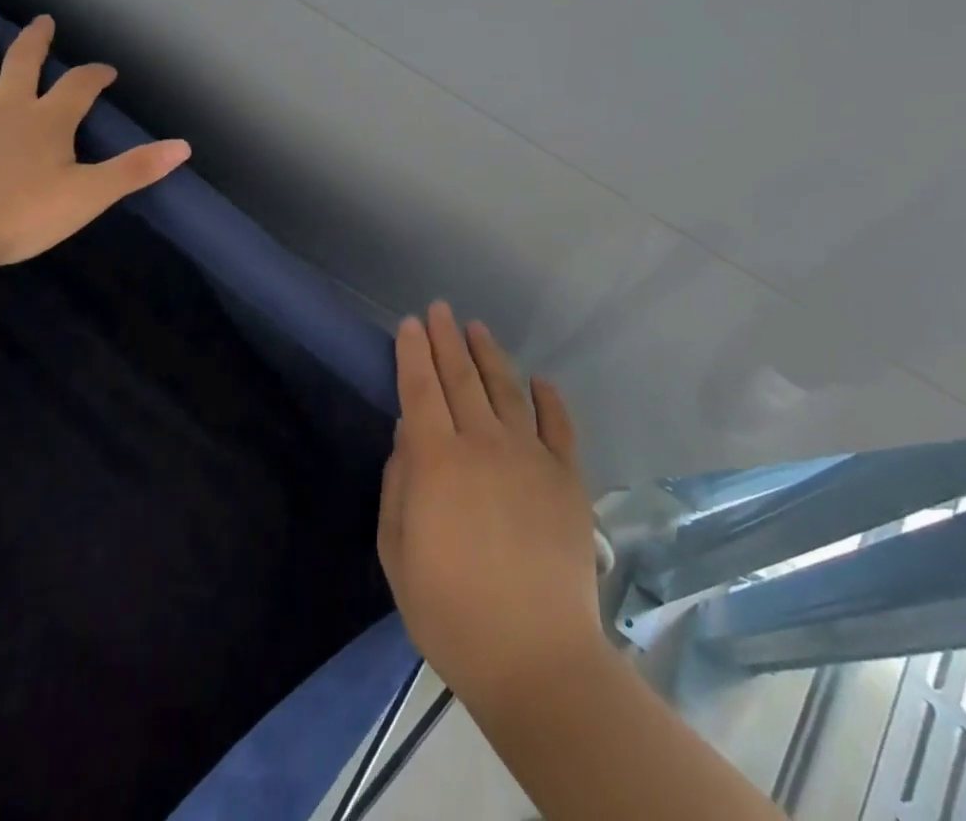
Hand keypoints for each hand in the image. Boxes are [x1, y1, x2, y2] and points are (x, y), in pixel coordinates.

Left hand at [0, 6, 190, 269]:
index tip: (107, 71)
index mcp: (49, 121)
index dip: (95, 75)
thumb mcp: (89, 195)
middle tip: (42, 20)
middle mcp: (9, 107)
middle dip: (36, 40)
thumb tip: (183, 146)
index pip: (79, 86)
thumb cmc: (21, 214)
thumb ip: (134, 169)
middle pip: (24, 62)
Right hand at [377, 303, 604, 710]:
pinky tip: (540, 380)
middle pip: (461, 378)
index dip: (413, 353)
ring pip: (506, 390)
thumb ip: (398, 485)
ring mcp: (530, 456)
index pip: (420, 389)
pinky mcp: (567, 477)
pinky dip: (549, 398)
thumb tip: (407, 435)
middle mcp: (483, 443)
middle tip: (440, 309)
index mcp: (437, 460)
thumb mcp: (398, 553)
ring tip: (477, 328)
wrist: (535, 657)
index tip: (409, 323)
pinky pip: (558, 425)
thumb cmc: (451, 611)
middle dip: (447, 339)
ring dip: (490, 354)